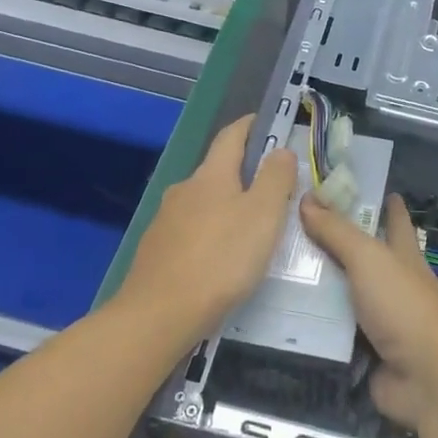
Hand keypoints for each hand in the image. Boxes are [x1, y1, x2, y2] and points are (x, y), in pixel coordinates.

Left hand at [119, 116, 295, 329]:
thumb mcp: (263, 215)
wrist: (159, 314)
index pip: (231, 136)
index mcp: (211, 175)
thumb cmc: (221, 259)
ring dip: (226, 207)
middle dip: (243, 173)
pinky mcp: (156, 251)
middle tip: (272, 190)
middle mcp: (184, 189)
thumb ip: (276, 178)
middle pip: (217, 170)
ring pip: (203, 203)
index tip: (268, 124)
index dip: (250, 126)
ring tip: (250, 230)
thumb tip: (281, 150)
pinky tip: (221, 258)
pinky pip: (191, 231)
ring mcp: (165, 220)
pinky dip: (210, 234)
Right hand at [299, 194, 437, 429]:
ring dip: (314, 287)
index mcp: (403, 256)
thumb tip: (307, 197)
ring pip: (340, 296)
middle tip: (289, 228)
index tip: (360, 188)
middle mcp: (392, 284)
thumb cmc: (404, 306)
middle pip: (360, 258)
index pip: (394, 221)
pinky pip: (330, 333)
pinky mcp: (362, 352)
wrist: (427, 378)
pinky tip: (276, 315)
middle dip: (332, 244)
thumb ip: (337, 231)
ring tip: (270, 269)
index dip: (384, 203)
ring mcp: (378, 320)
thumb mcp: (369, 258)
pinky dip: (309, 326)